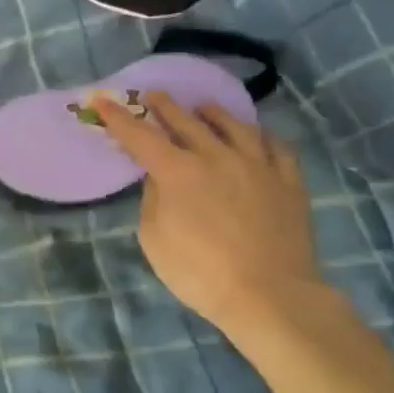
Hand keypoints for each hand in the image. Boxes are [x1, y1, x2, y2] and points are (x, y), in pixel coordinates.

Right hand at [89, 93, 324, 335]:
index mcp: (177, 172)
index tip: (104, 101)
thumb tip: (160, 179)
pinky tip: (256, 136)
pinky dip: (261, 136)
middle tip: (154, 96)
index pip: (140, 136)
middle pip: (186, 121)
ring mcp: (257, 166)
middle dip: (164, 106)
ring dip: (213, 113)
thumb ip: (153, 200)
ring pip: (234, 125)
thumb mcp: (155, 240)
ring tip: (204, 107)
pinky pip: (277, 147)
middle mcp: (216, 157)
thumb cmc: (201, 273)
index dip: (119, 118)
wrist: (271, 297)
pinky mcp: (289, 181)